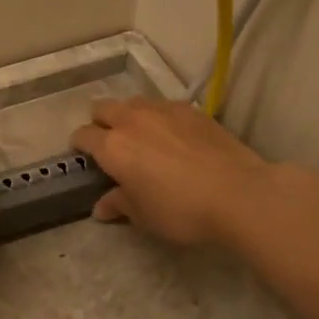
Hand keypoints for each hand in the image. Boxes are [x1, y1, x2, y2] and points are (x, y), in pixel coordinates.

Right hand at [71, 97, 273, 247]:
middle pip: (103, 108)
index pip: (83, 136)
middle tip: (110, 144)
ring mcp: (163, 110)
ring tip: (141, 137)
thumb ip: (119, 204)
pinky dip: (159, 117)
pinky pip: (164, 106)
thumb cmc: (181, 210)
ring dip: (129, 116)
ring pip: (133, 103)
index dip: (79, 146)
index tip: (84, 158)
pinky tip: (173, 136)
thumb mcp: (143, 216)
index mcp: (112, 147)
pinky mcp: (192, 109)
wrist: (239, 193)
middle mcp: (132, 120)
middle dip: (100, 123)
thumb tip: (101, 208)